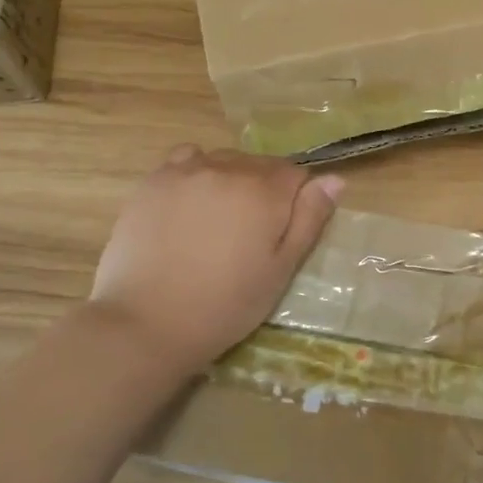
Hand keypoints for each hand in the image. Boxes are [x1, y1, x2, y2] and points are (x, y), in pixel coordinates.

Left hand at [88, 145, 342, 383]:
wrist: (146, 322)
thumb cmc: (225, 305)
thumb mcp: (281, 270)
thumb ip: (310, 219)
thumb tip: (336, 179)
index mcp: (265, 191)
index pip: (296, 174)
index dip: (296, 200)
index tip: (280, 232)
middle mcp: (229, 168)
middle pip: (260, 164)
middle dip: (264, 189)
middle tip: (249, 234)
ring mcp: (186, 171)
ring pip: (224, 160)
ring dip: (230, 179)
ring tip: (217, 221)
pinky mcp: (153, 181)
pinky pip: (186, 160)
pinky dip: (195, 173)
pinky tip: (188, 205)